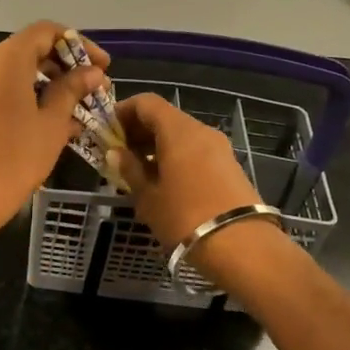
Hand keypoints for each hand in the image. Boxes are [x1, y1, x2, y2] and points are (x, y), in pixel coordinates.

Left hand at [0, 21, 108, 249]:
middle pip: (31, 52)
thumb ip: (71, 91)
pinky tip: (52, 126)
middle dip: (66, 68)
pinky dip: (29, 101)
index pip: (47, 32)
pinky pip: (3, 94)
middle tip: (94, 92)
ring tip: (79, 113)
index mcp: (6, 58)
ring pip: (18, 76)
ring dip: (49, 88)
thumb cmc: (12, 159)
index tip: (102, 67)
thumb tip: (92, 72)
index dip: (79, 45)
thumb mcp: (51, 124)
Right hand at [108, 92, 264, 250]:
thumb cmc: (185, 217)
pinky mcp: (229, 166)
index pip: (146, 103)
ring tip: (139, 172)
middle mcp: (201, 131)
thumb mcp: (148, 197)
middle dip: (139, 131)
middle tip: (119, 155)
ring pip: (181, 135)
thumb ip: (130, 170)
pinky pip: (195, 151)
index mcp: (178, 131)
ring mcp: (219, 148)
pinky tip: (164, 182)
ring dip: (157, 146)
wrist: (241, 246)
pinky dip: (175, 157)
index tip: (107, 131)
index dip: (123, 111)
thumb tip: (116, 153)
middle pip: (165, 117)